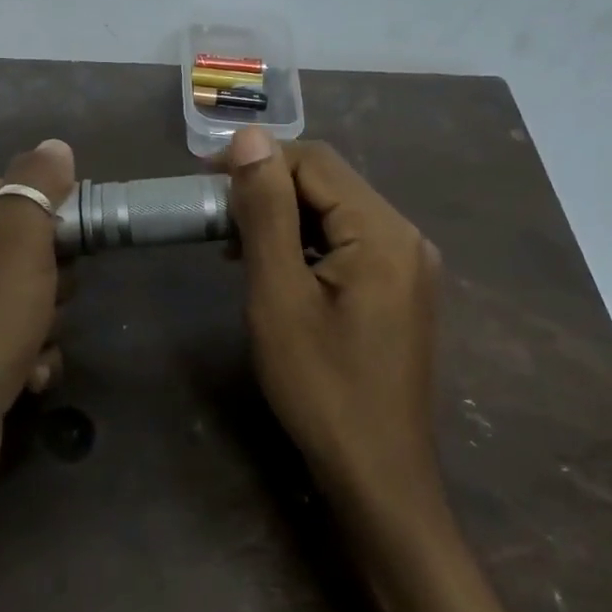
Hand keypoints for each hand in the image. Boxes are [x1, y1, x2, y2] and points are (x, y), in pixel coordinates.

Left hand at [0, 138, 74, 540]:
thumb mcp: (15, 246)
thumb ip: (35, 190)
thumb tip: (54, 144)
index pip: (2, 185)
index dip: (42, 198)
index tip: (76, 223)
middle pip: (25, 244)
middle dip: (56, 268)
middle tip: (57, 287)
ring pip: (32, 298)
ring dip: (52, 319)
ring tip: (42, 337)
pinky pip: (25, 345)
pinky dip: (37, 358)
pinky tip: (34, 377)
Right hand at [221, 128, 442, 507]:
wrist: (376, 474)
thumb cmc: (321, 387)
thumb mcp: (279, 295)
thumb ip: (266, 211)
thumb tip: (249, 137)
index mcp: (383, 231)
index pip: (315, 161)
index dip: (256, 160)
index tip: (203, 180)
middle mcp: (405, 236)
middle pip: (329, 183)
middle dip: (268, 189)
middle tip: (213, 217)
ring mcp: (407, 265)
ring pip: (336, 213)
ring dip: (283, 217)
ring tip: (233, 244)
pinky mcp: (399, 290)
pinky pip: (348, 244)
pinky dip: (306, 245)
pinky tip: (274, 267)